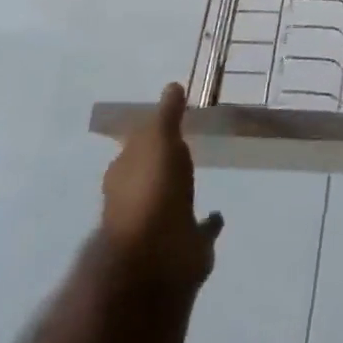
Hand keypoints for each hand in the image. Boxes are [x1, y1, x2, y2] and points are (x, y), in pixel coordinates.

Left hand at [101, 84, 222, 292]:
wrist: (157, 256)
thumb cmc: (152, 189)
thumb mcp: (158, 140)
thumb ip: (166, 115)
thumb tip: (172, 86)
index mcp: (124, 174)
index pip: (134, 147)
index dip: (148, 135)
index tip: (167, 122)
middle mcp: (136, 199)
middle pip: (150, 174)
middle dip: (163, 163)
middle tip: (186, 146)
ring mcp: (159, 225)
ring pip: (173, 201)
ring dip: (182, 191)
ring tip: (203, 176)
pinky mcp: (183, 246)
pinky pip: (198, 229)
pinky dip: (207, 223)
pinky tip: (218, 216)